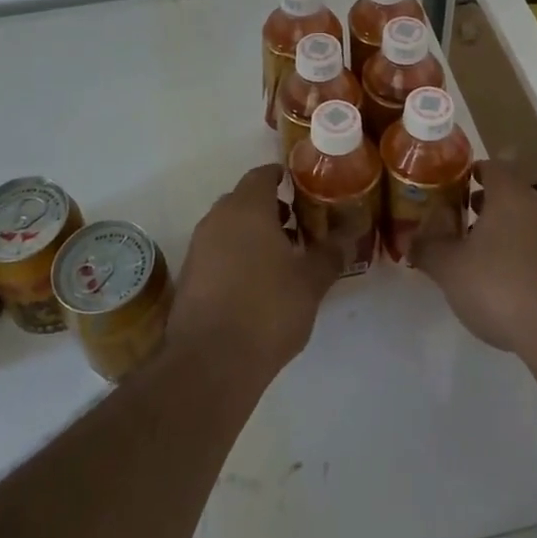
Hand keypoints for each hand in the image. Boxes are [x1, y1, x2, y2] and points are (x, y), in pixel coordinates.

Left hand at [167, 164, 339, 379]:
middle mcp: (217, 219)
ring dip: (251, 234)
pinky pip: (216, 252)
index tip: (300, 188)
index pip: (262, 175)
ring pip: (228, 227)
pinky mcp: (188, 277)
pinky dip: (235, 256)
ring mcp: (198, 248)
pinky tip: (255, 285)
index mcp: (247, 208)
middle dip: (269, 209)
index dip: (281, 177)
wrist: (210, 362)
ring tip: (280, 260)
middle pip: (243, 200)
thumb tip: (348, 235)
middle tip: (297, 227)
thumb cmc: (267, 309)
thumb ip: (330, 253)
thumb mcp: (311, 281)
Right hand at [414, 162, 536, 356]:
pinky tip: (510, 281)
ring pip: (529, 221)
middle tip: (462, 218)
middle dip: (487, 204)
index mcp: (510, 195)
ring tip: (482, 253)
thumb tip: (409, 238)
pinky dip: (525, 255)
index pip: (492, 167)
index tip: (455, 185)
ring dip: (507, 230)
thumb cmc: (500, 287)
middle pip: (511, 194)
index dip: (472, 172)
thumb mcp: (449, 269)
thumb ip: (427, 249)